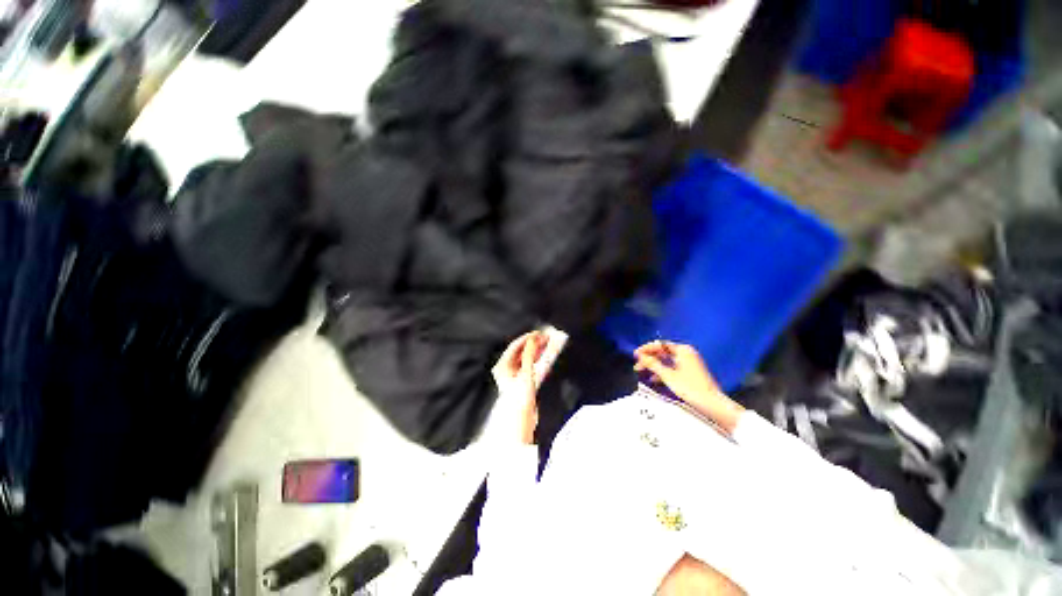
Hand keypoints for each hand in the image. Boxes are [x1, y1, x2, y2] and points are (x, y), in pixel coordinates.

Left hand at [492, 331, 548, 444]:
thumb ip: (530, 354)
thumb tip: (534, 338)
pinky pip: (530, 365)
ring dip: (537, 351)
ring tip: (548, 344)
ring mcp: (514, 375)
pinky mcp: (522, 381)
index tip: (540, 333)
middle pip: (521, 351)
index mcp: (502, 365)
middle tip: (547, 338)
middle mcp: (506, 368)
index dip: (528, 338)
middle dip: (534, 344)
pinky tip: (546, 356)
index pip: (515, 345)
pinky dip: (538, 359)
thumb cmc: (520, 397)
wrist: (520, 421)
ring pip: (527, 357)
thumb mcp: (526, 373)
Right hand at [634, 341, 743, 433]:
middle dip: (649, 358)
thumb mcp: (668, 375)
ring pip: (666, 360)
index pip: (660, 345)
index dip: (646, 349)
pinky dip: (662, 371)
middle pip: (663, 352)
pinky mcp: (690, 371)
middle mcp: (686, 353)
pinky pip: (672, 367)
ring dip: (654, 365)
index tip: (635, 354)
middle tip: (637, 364)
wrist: (712, 404)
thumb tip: (641, 356)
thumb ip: (653, 364)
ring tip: (642, 371)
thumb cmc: (690, 388)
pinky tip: (654, 379)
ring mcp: (689, 362)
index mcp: (682, 350)